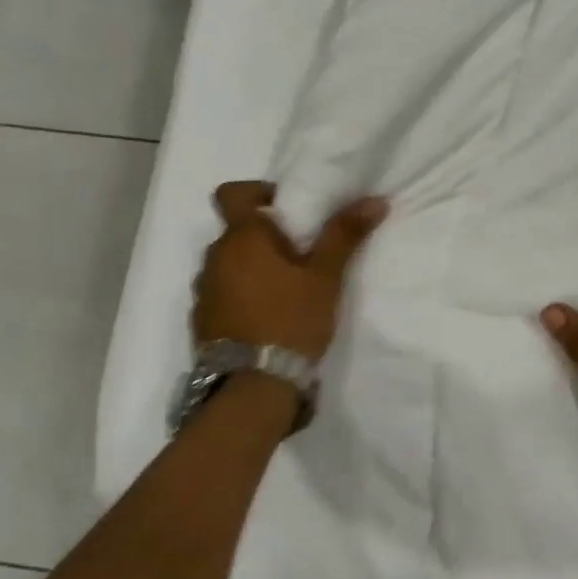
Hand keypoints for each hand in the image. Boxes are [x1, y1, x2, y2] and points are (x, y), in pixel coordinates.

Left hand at [193, 181, 388, 360]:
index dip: (257, 191)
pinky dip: (242, 295)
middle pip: (236, 231)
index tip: (287, 208)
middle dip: (265, 236)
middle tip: (301, 253)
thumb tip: (376, 199)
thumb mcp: (326, 277)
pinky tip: (268, 317)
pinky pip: (222, 294)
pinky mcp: (202, 322)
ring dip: (252, 268)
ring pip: (229, 264)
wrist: (253, 387)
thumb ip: (345, 235)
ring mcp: (203, 292)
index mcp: (241, 238)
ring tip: (286, 289)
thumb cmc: (291, 320)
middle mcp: (214, 258)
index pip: (232, 193)